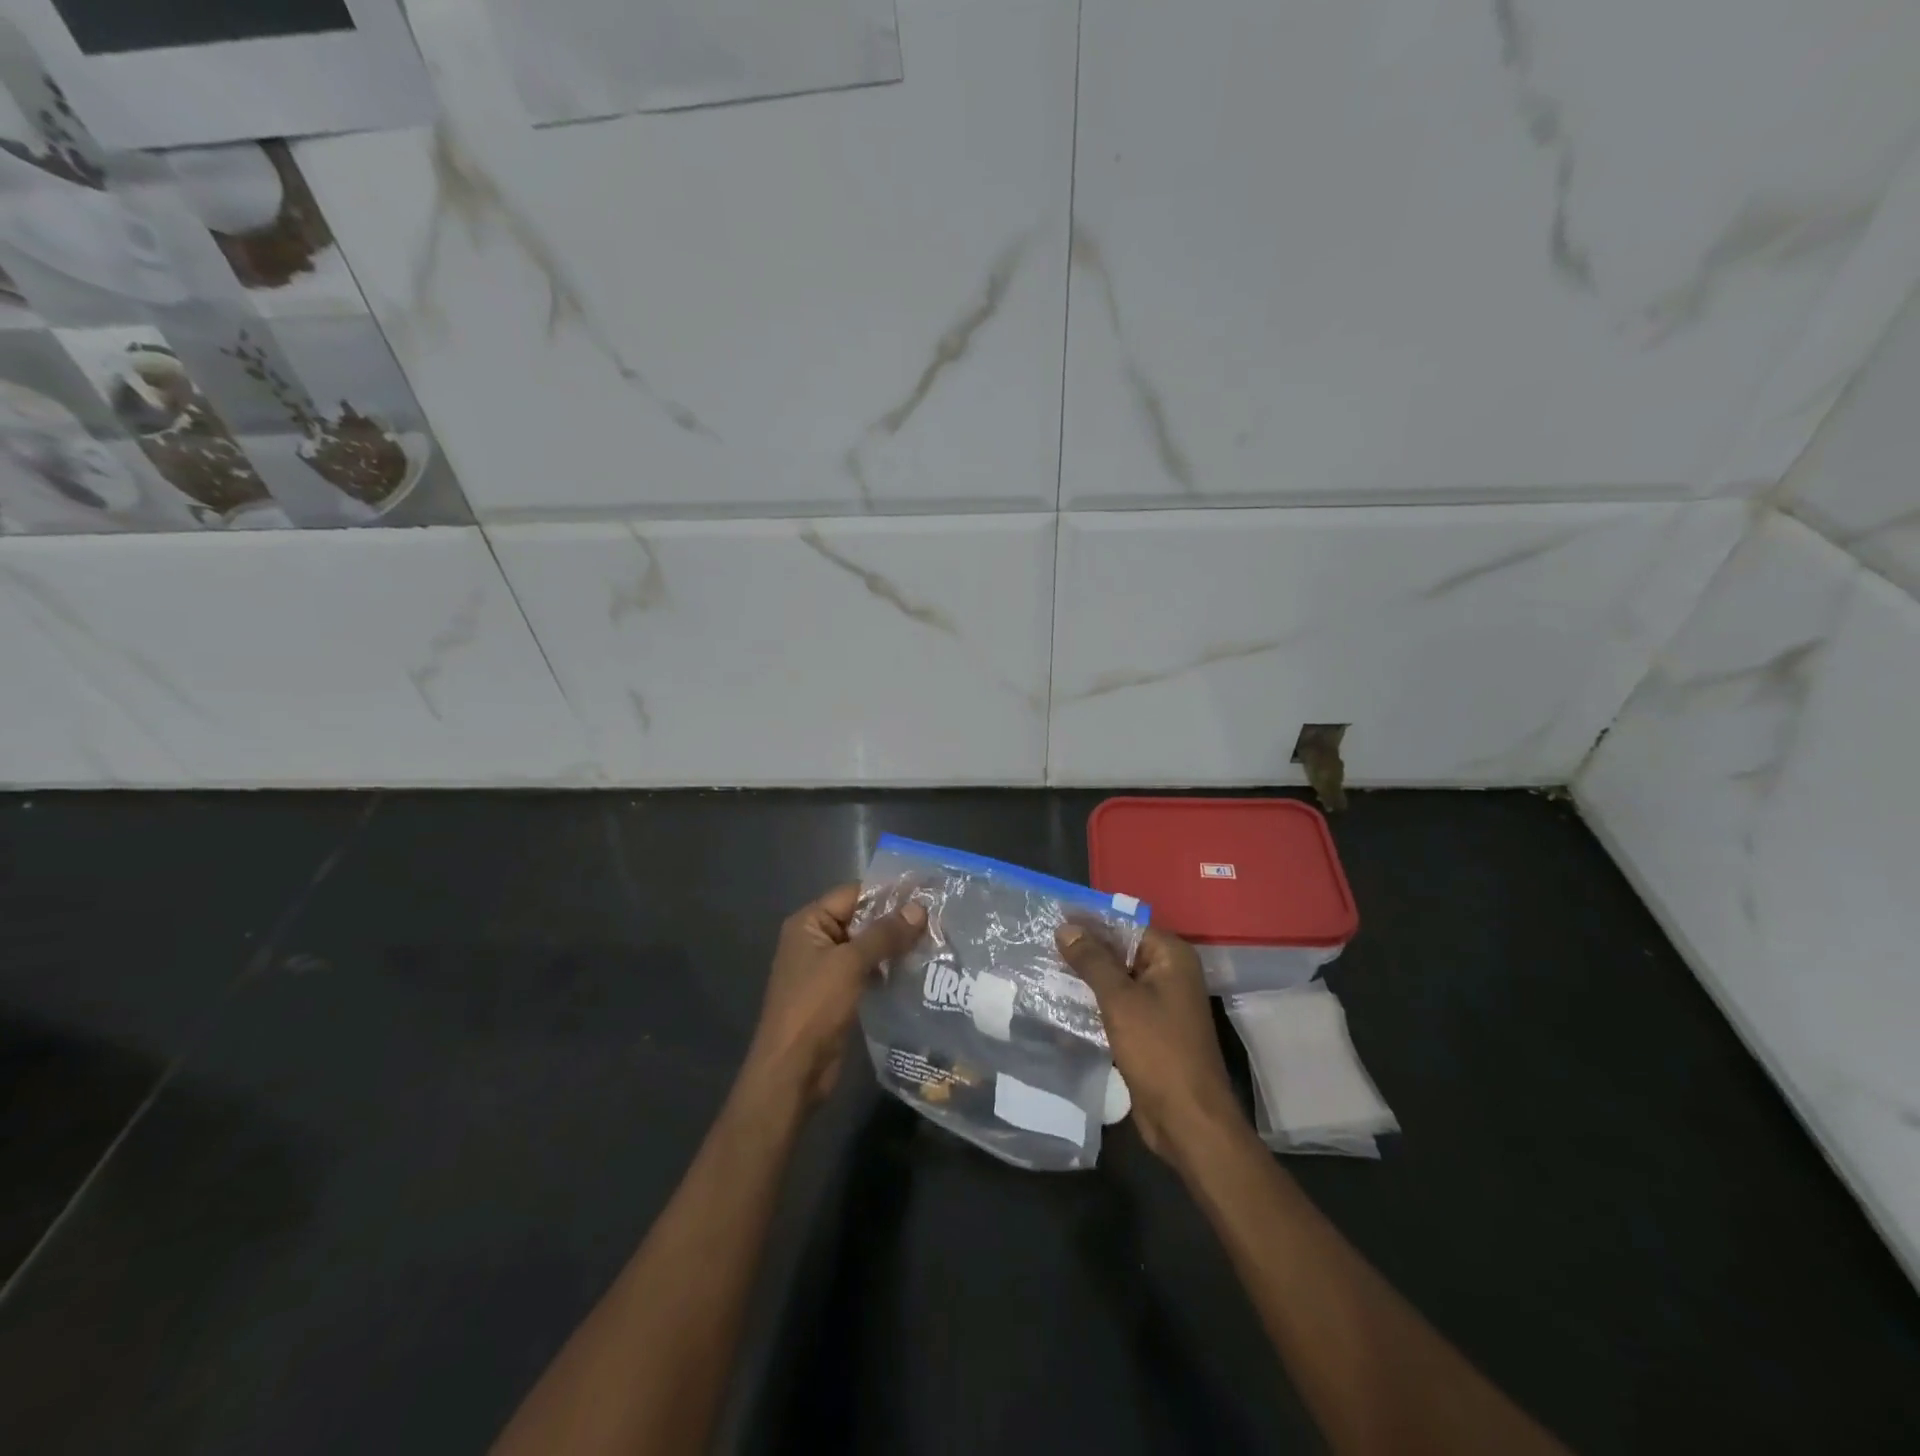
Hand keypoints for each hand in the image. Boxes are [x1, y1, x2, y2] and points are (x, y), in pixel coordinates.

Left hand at [742, 884, 926, 1109]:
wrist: (792, 1071)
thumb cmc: (814, 1008)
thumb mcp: (850, 964)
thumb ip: (885, 934)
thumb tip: (919, 909)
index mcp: (809, 923)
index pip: (853, 894)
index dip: (888, 893)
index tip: (926, 893)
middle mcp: (815, 940)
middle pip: (861, 919)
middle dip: (895, 921)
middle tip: (937, 919)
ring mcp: (826, 969)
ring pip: (866, 947)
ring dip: (895, 947)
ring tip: (934, 942)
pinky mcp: (837, 995)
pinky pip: (866, 972)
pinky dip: (888, 969)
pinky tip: (916, 971)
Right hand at [1055, 923, 1243, 1161]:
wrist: (1187, 1119)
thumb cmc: (1158, 1050)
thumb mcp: (1120, 999)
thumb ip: (1092, 960)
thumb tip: (1065, 928)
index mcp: (1171, 956)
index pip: (1124, 925)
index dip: (1089, 921)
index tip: (1052, 917)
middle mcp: (1169, 973)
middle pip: (1120, 951)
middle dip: (1083, 950)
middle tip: (1040, 944)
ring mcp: (1160, 1003)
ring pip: (1116, 979)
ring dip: (1084, 978)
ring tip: (1042, 970)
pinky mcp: (1148, 1030)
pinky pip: (1117, 1005)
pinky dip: (1093, 1004)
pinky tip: (1060, 1004)